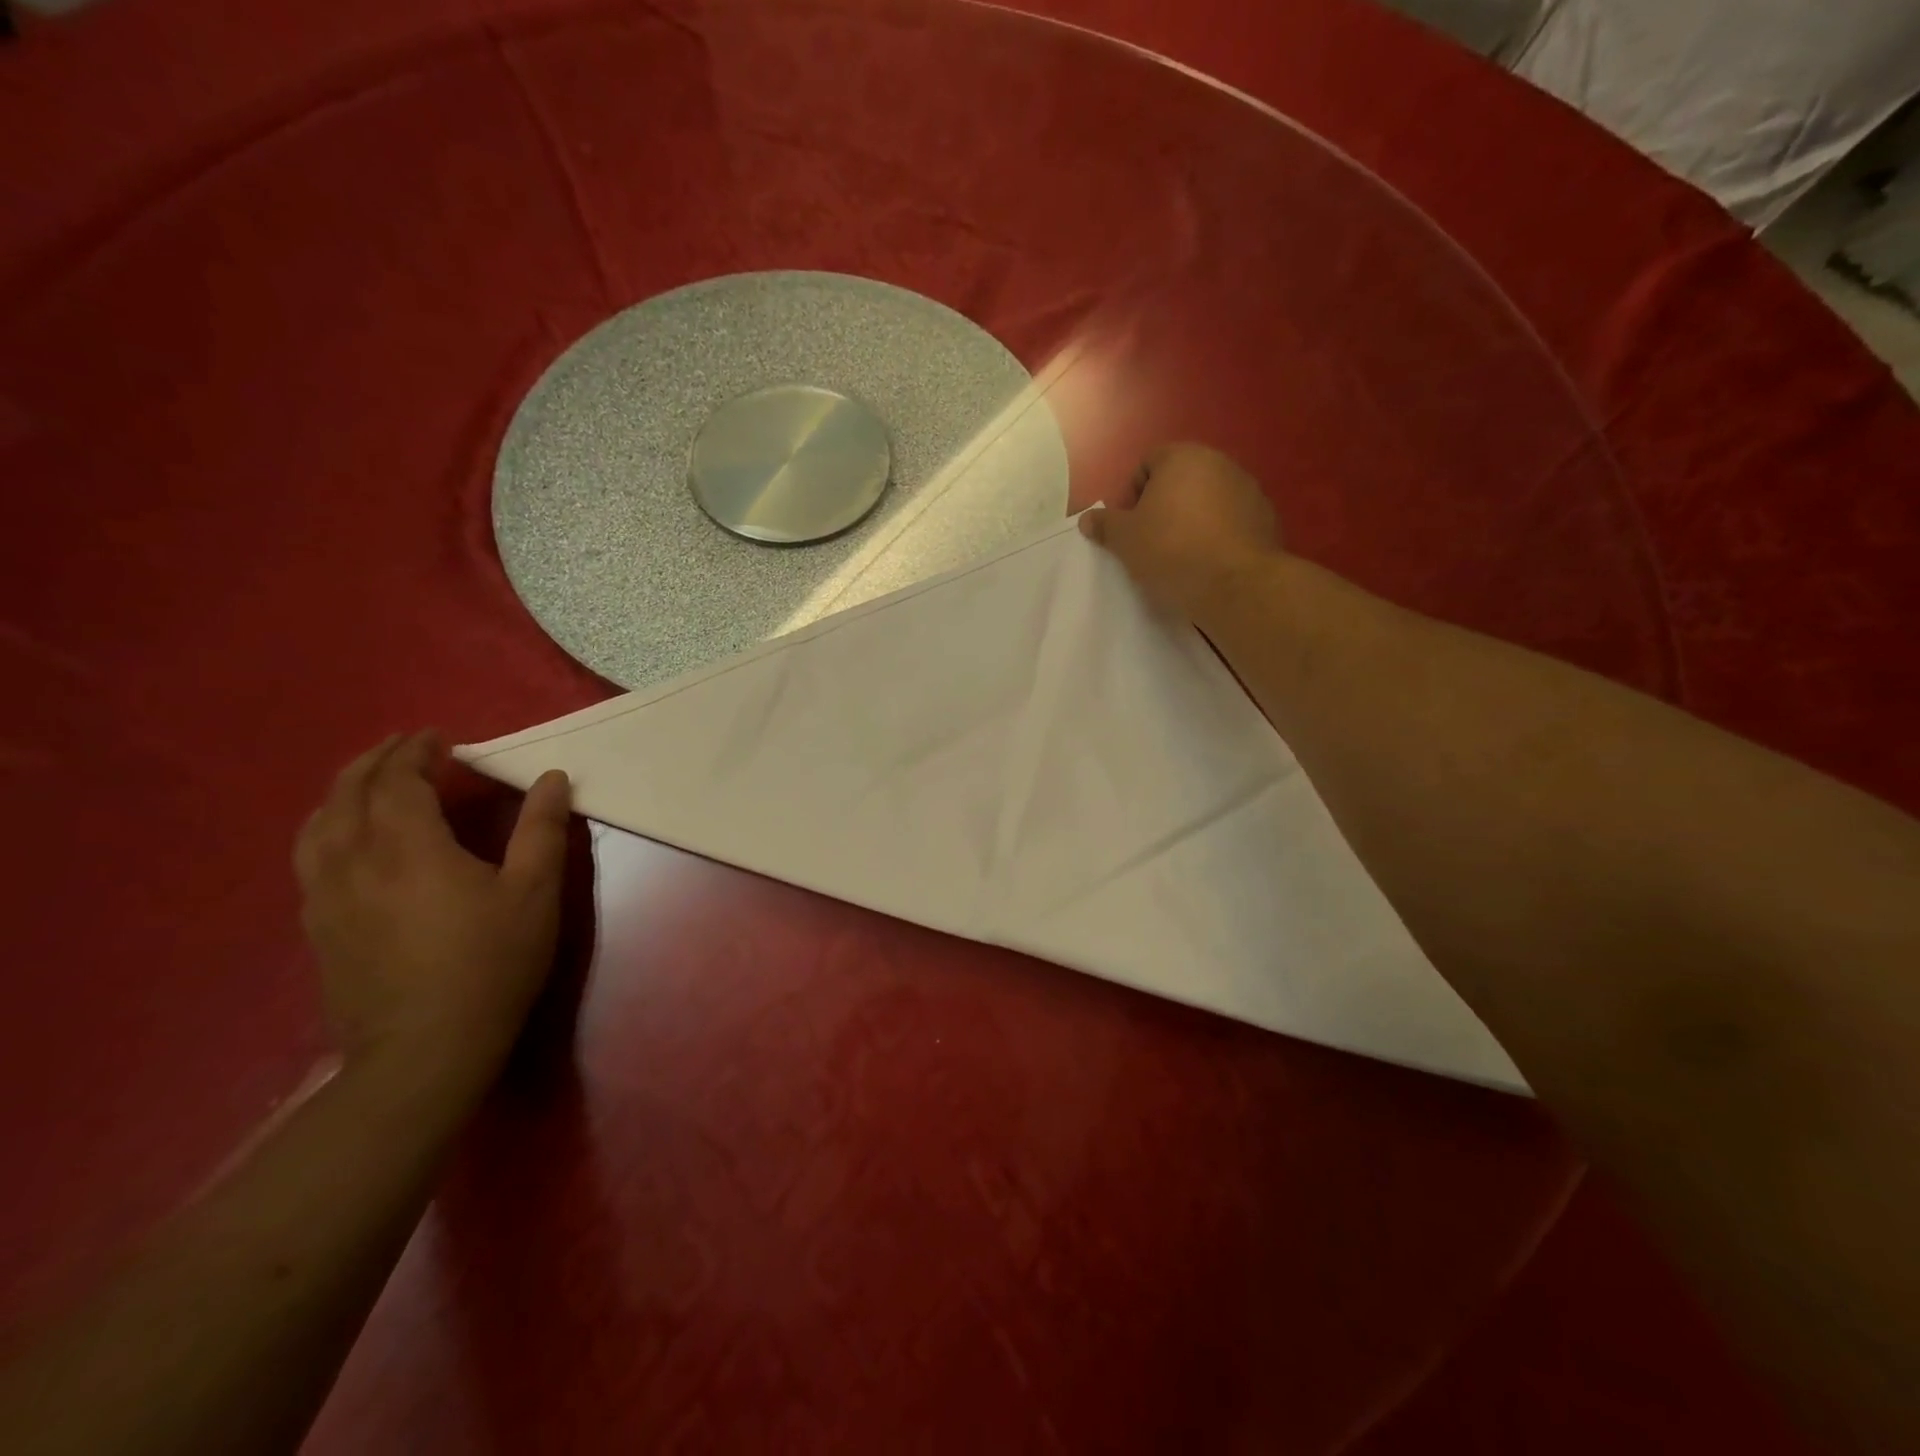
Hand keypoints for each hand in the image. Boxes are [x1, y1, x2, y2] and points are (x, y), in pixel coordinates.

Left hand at [293, 732, 572, 1083]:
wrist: (424, 1049)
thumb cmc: (491, 964)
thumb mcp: (535, 893)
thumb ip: (542, 829)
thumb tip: (552, 777)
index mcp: (408, 847)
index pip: (397, 780)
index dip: (415, 752)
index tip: (439, 738)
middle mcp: (354, 861)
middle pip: (347, 793)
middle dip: (375, 761)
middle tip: (405, 747)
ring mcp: (325, 896)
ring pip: (316, 825)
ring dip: (342, 791)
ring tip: (370, 782)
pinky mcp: (317, 927)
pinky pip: (309, 858)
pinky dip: (326, 828)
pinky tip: (347, 840)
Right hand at [1080, 443, 1280, 622]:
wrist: (1235, 584)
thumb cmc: (1171, 551)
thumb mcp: (1125, 540)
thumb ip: (1105, 524)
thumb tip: (1088, 518)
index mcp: (1183, 458)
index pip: (1148, 463)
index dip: (1132, 495)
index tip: (1129, 527)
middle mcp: (1220, 463)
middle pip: (1180, 481)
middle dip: (1163, 507)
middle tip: (1150, 543)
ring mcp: (1249, 489)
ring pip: (1208, 501)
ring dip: (1192, 521)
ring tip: (1181, 557)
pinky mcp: (1267, 519)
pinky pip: (1231, 522)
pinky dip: (1218, 536)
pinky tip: (1208, 564)